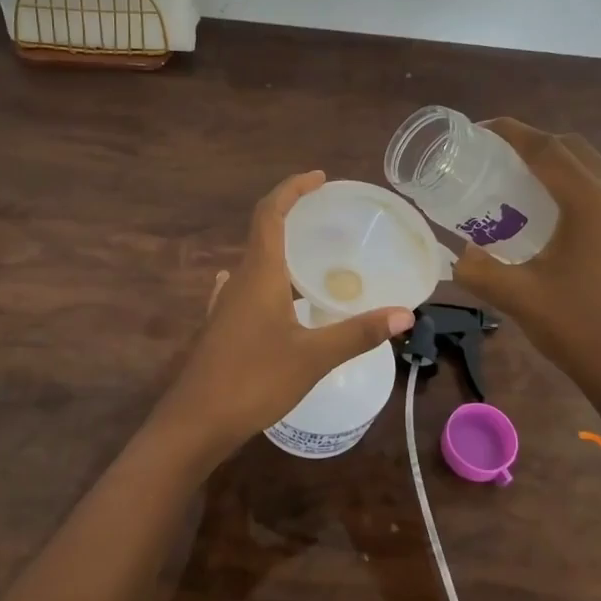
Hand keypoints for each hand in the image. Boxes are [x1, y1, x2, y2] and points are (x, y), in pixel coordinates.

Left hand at [143, 172, 413, 467]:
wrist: (196, 422)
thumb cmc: (254, 380)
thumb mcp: (313, 357)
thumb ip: (358, 332)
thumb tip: (404, 313)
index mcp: (259, 274)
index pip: (271, 213)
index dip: (292, 188)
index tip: (319, 177)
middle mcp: (239, 280)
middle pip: (262, 232)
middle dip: (292, 215)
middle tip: (327, 216)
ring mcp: (225, 305)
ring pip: (255, 262)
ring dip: (280, 249)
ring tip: (311, 256)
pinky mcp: (221, 327)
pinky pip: (246, 289)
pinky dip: (266, 279)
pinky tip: (272, 293)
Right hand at [453, 120, 600, 421]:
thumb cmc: (576, 328)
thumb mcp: (516, 297)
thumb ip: (477, 270)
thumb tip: (457, 255)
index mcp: (591, 203)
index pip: (547, 149)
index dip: (511, 132)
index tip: (478, 130)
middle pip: (571, 148)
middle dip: (532, 142)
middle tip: (493, 154)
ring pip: (589, 165)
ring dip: (553, 160)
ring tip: (514, 175)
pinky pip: (599, 186)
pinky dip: (569, 180)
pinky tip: (544, 207)